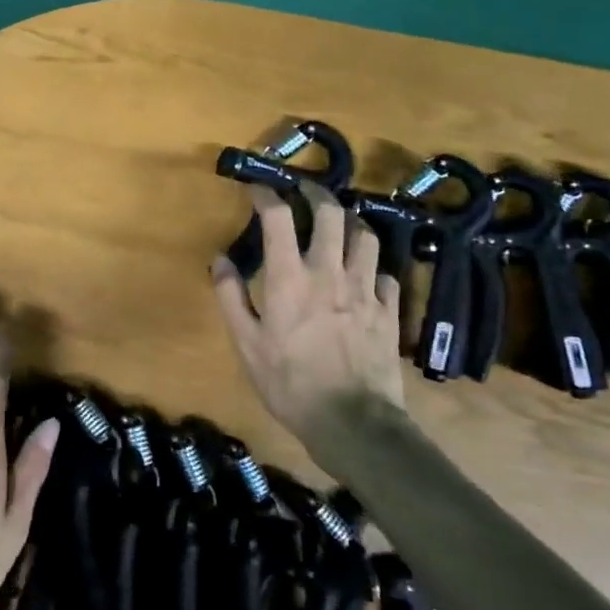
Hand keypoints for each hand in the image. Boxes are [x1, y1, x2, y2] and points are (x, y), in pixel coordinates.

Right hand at [211, 184, 405, 450]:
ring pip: (365, 236)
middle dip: (315, 193)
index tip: (257, 187)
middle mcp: (329, 272)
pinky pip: (385, 275)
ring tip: (339, 223)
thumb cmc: (289, 383)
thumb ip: (231, 297)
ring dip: (350, 222)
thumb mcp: (246, 344)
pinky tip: (365, 274)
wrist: (352, 422)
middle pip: (330, 213)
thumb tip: (220, 259)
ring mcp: (365, 290)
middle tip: (304, 190)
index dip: (266, 194)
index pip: (278, 217)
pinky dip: (373, 267)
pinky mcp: (388, 310)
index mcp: (290, 277)